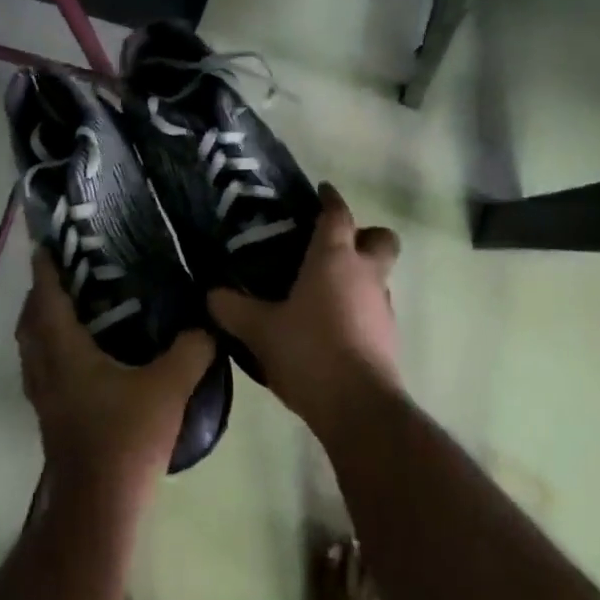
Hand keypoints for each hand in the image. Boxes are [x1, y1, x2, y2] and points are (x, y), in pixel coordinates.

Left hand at [17, 248, 214, 504]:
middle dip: (41, 292)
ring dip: (43, 321)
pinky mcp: (51, 416)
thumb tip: (208, 323)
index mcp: (65, 352)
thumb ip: (191, 349)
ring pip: (32, 346)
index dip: (44, 268)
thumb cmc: (126, 439)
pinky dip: (51, 348)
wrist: (98, 507)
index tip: (47, 242)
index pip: (47, 298)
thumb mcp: (168, 388)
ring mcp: (44, 396)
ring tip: (72, 305)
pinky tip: (82, 353)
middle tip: (66, 271)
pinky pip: (42, 367)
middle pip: (30, 320)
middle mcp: (45, 368)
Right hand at [208, 183, 401, 436]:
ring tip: (323, 293)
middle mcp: (365, 274)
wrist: (359, 407)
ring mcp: (382, 307)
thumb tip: (211, 295)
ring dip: (359, 277)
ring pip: (379, 276)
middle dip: (364, 235)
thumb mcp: (259, 330)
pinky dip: (358, 309)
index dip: (330, 199)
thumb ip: (233, 309)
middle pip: (380, 239)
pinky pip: (374, 309)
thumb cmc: (309, 352)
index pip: (338, 214)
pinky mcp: (388, 338)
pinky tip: (331, 327)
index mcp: (334, 258)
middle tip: (333, 246)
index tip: (321, 191)